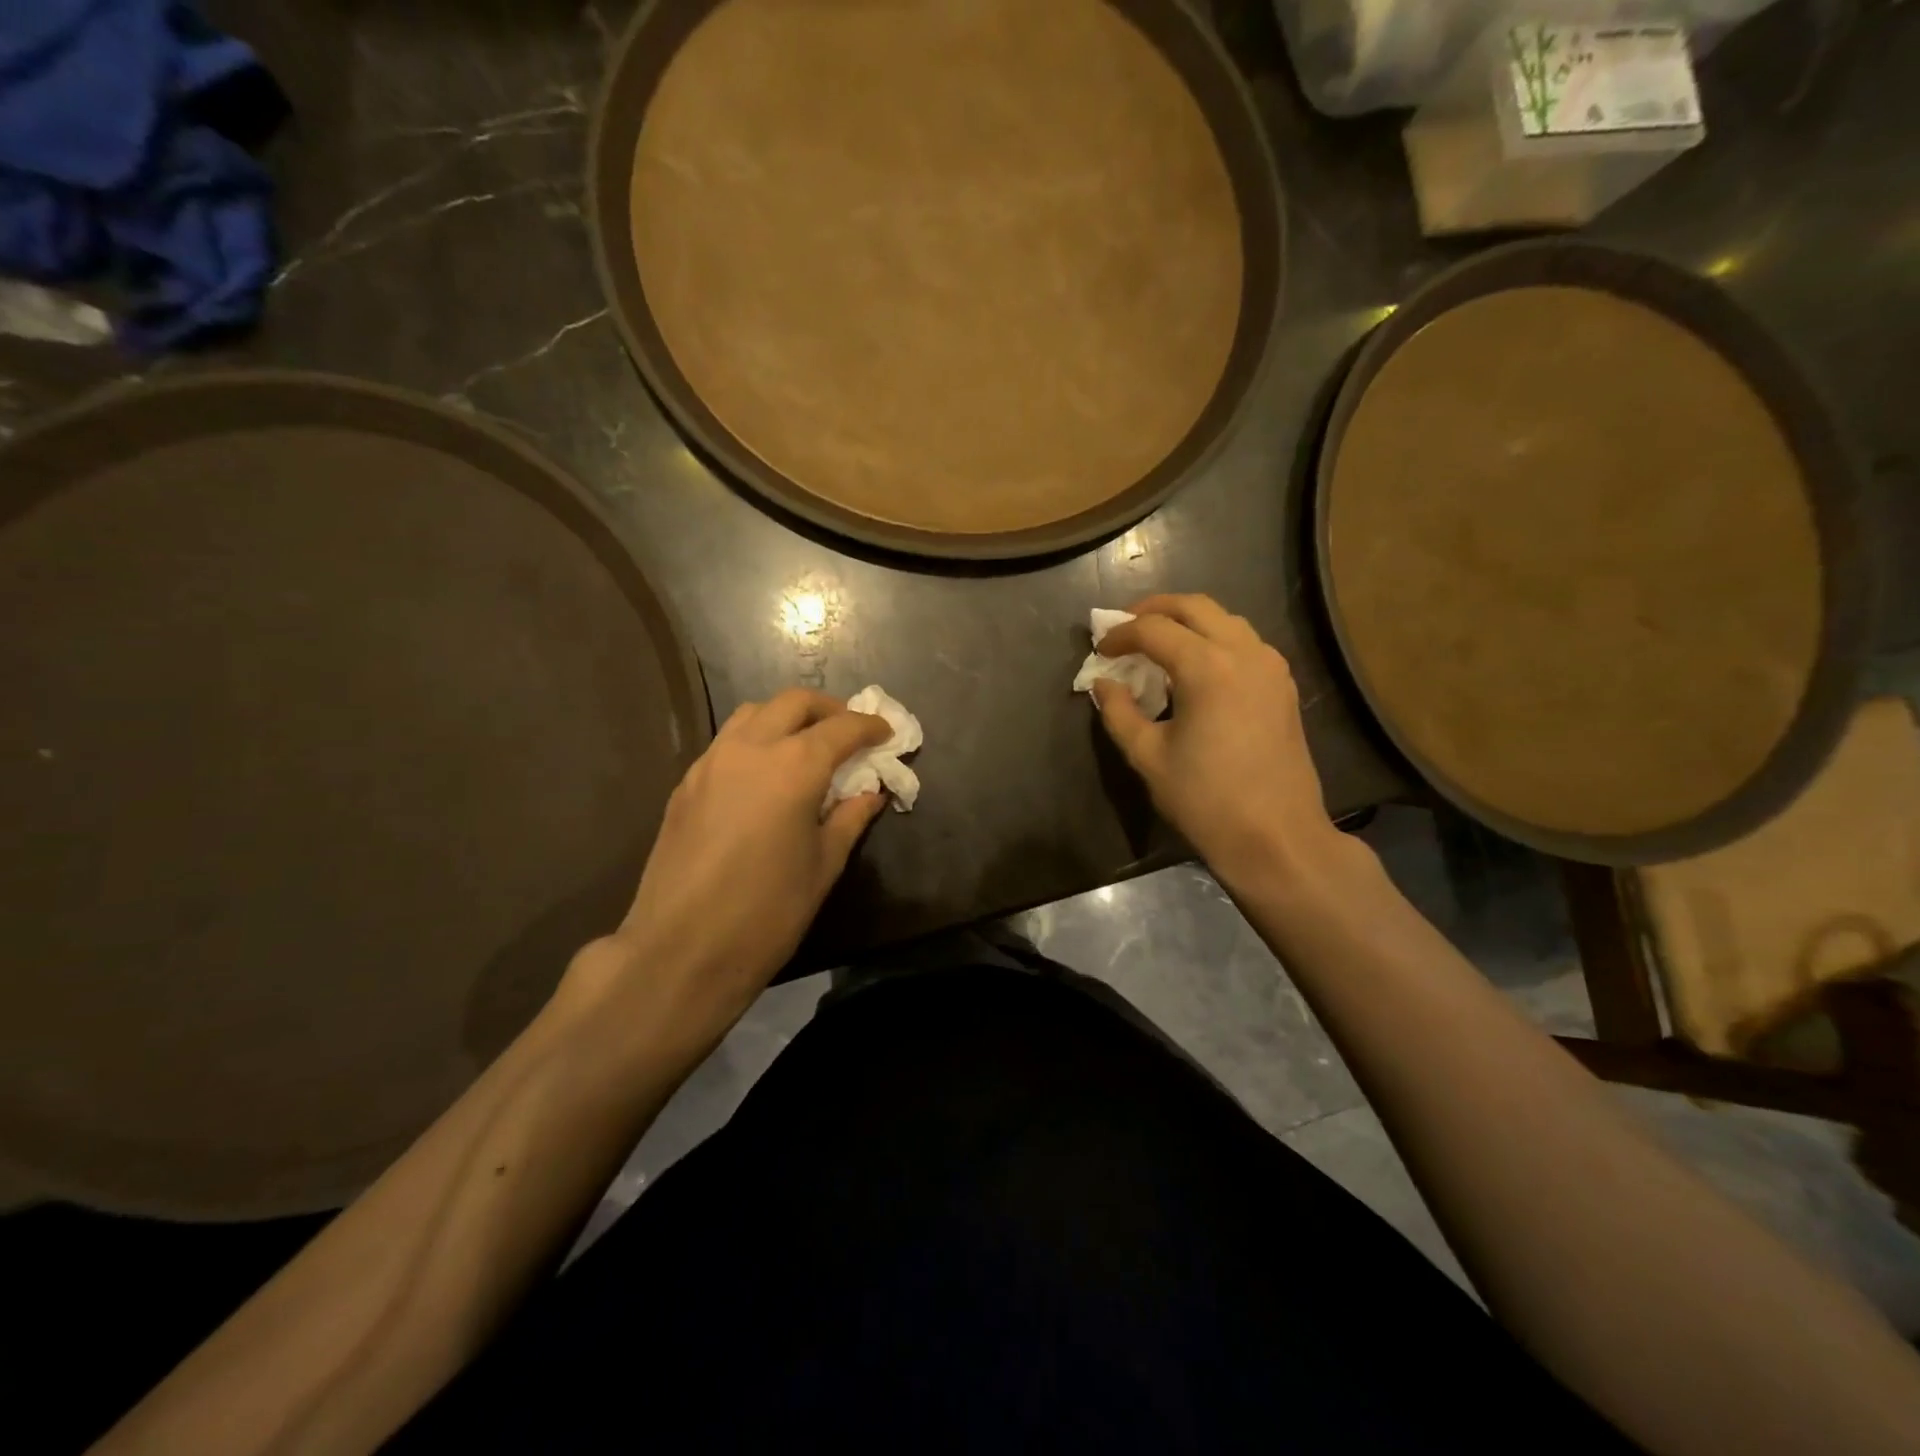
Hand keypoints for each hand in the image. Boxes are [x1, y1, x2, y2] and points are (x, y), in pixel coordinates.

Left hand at [560, 690, 888, 1049]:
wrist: (682, 950)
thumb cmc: (768, 912)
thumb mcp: (823, 865)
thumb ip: (849, 818)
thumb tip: (870, 793)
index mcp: (793, 767)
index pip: (841, 728)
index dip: (869, 726)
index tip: (886, 732)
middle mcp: (750, 749)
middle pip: (793, 703)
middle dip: (828, 710)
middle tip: (849, 732)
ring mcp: (711, 763)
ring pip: (753, 714)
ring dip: (786, 718)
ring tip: (806, 746)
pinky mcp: (686, 784)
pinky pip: (727, 742)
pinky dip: (755, 740)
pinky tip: (765, 775)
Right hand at [1092, 594, 1341, 887]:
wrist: (1277, 836)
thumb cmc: (1205, 800)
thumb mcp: (1148, 756)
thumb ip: (1119, 712)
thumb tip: (1104, 684)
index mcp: (1208, 667)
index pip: (1154, 629)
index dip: (1121, 634)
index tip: (1100, 650)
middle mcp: (1244, 653)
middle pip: (1195, 606)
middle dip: (1155, 610)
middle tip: (1126, 627)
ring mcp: (1270, 667)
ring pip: (1225, 619)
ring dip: (1188, 622)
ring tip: (1159, 644)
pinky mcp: (1283, 686)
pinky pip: (1244, 642)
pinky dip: (1214, 639)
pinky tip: (1196, 668)